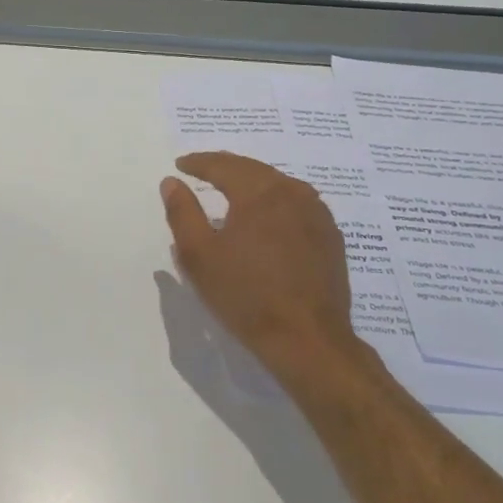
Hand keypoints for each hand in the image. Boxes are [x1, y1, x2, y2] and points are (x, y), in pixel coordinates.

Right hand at [160, 152, 381, 396]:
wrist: (307, 340)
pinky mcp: (330, 237)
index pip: (223, 165)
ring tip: (232, 188)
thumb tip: (172, 182)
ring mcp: (318, 215)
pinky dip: (275, 201)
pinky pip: (297, 205)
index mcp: (260, 192)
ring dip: (252, 181)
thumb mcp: (199, 255)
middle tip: (203, 169)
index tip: (181, 165)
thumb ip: (182, 212)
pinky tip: (267, 216)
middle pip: (253, 169)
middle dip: (225, 167)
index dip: (198, 163)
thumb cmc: (246, 295)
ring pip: (279, 185)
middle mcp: (293, 193)